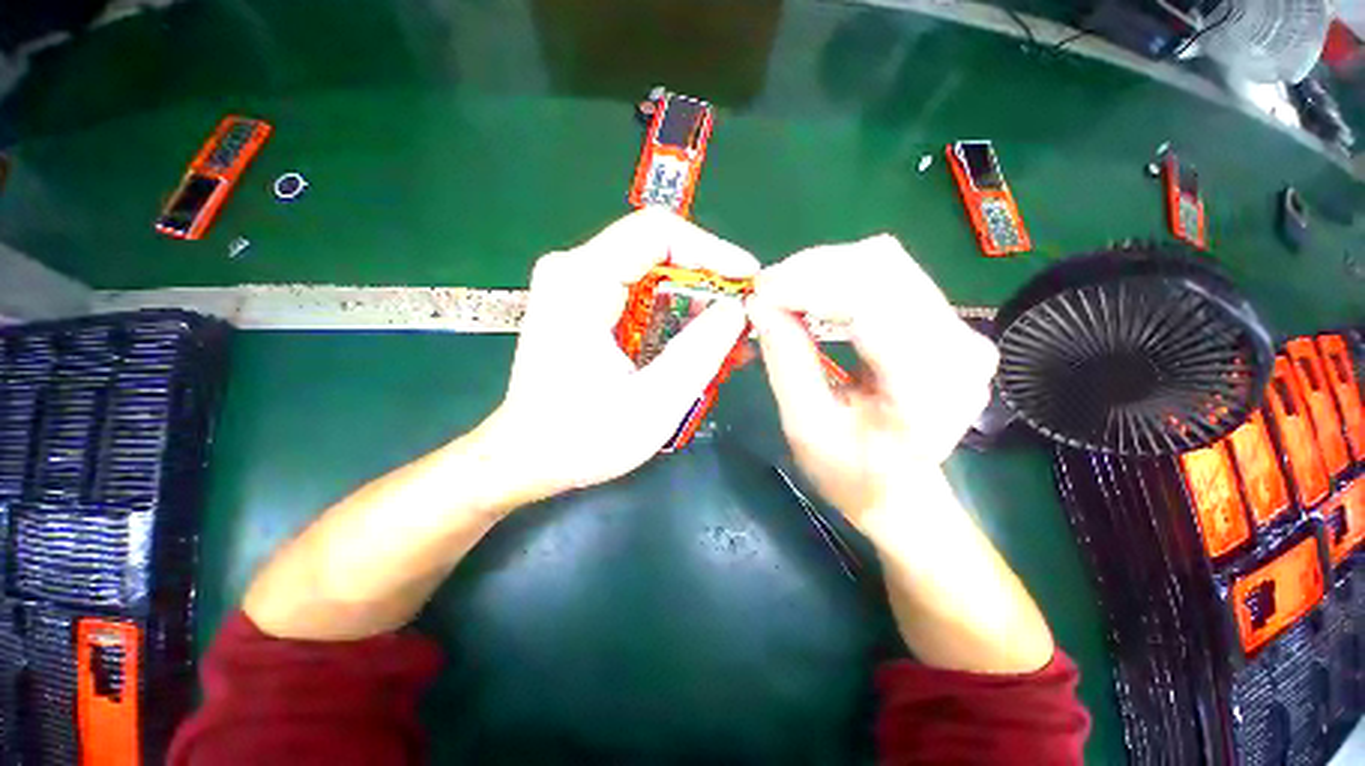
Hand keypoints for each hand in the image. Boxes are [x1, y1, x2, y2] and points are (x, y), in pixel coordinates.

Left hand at [481, 209, 756, 504]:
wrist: (526, 457)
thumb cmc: (582, 438)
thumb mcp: (653, 402)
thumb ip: (700, 352)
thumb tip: (735, 310)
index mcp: (581, 281)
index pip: (657, 232)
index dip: (711, 250)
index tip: (747, 279)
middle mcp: (574, 270)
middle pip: (657, 251)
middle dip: (707, 281)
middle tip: (742, 315)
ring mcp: (575, 286)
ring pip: (653, 274)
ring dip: (694, 303)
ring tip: (729, 337)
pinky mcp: (582, 306)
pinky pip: (641, 296)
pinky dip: (673, 316)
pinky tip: (699, 343)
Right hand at [747, 235, 997, 534]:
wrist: (901, 491)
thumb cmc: (851, 473)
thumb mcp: (806, 426)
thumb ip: (785, 361)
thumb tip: (759, 304)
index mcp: (929, 388)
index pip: (871, 302)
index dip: (810, 285)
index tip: (760, 291)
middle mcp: (960, 347)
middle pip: (882, 267)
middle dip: (813, 270)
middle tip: (765, 290)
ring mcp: (960, 329)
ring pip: (886, 262)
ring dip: (825, 269)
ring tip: (782, 292)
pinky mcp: (945, 321)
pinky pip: (889, 275)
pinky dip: (841, 277)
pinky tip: (811, 296)